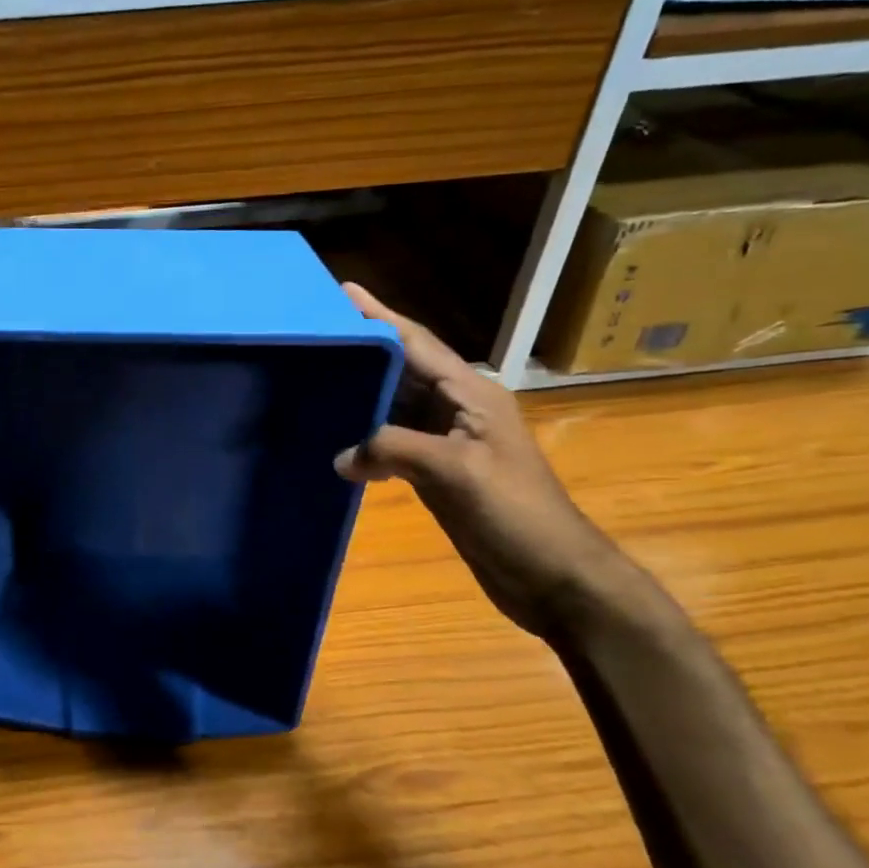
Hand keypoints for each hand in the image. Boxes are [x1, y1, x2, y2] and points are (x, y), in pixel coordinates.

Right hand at [334, 284, 630, 644]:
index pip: (416, 344)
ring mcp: (447, 441)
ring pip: (395, 406)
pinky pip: (393, 441)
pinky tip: (337, 439)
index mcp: (471, 395)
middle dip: (362, 350)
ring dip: (360, 394)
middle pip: (402, 369)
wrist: (553, 576)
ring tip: (315, 379)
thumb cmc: (515, 514)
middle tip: (315, 334)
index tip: (342, 291)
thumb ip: (393, 450)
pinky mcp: (438, 471)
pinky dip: (366, 437)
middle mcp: (457, 409)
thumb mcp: (455, 472)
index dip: (379, 317)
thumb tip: (341, 456)